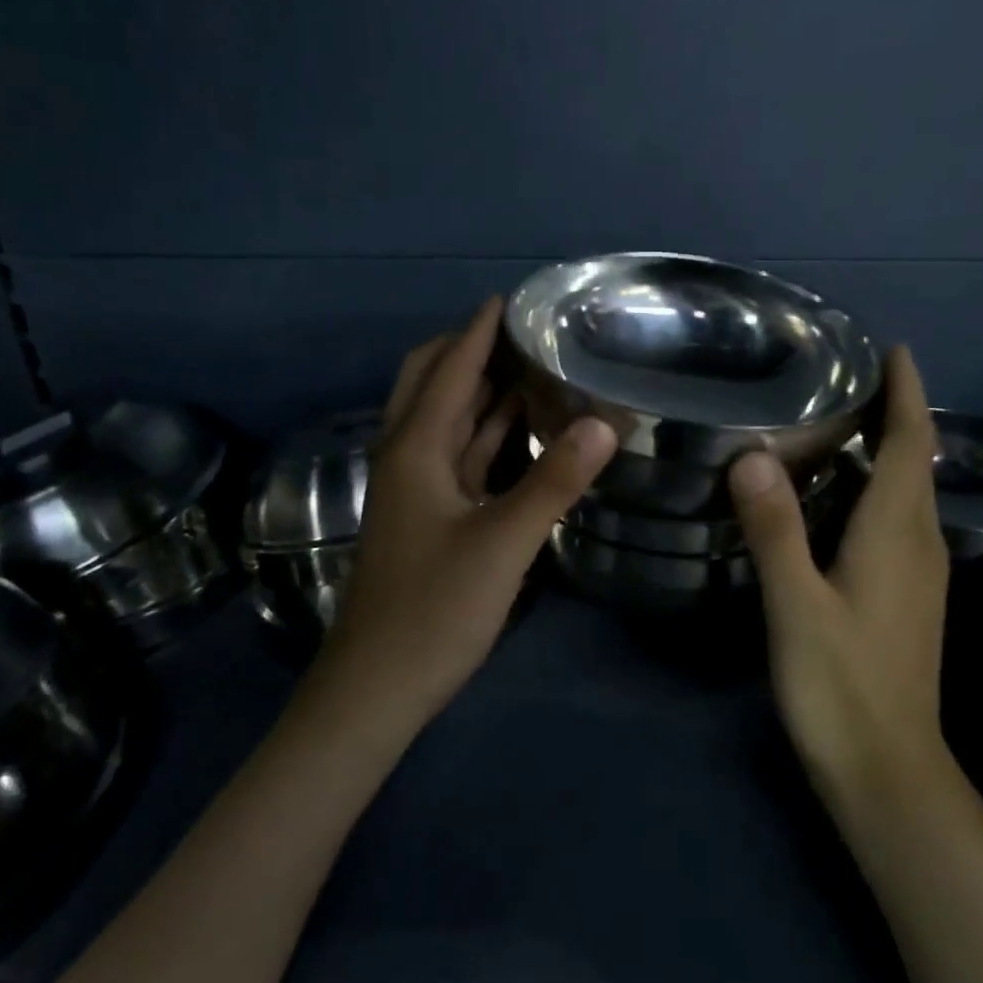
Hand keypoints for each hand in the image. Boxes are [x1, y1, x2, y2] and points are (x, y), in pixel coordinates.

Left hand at [316, 297, 617, 729]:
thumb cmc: (434, 610)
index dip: (478, 331)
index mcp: (415, 448)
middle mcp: (408, 455)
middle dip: (470, 350)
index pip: (449, 369)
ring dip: (480, 389)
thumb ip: (554, 481)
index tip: (511, 297)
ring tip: (530, 364)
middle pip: (432, 382)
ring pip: (447, 420)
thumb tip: (605, 422)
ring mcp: (416, 487)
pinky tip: (520, 428)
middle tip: (523, 331)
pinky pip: (459, 454)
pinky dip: (486, 432)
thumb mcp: (502, 543)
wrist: (378, 685)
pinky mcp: (429, 515)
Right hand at [727, 346, 949, 788]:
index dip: (907, 393)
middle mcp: (918, 542)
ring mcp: (916, 571)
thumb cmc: (841, 686)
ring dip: (878, 449)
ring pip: (902, 491)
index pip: (910, 444)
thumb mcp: (797, 604)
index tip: (893, 348)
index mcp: (898, 532)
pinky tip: (830, 492)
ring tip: (830, 418)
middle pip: (911, 460)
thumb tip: (753, 456)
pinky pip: (892, 519)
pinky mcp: (903, 594)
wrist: (888, 772)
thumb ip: (775, 529)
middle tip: (839, 374)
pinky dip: (868, 487)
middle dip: (890, 411)